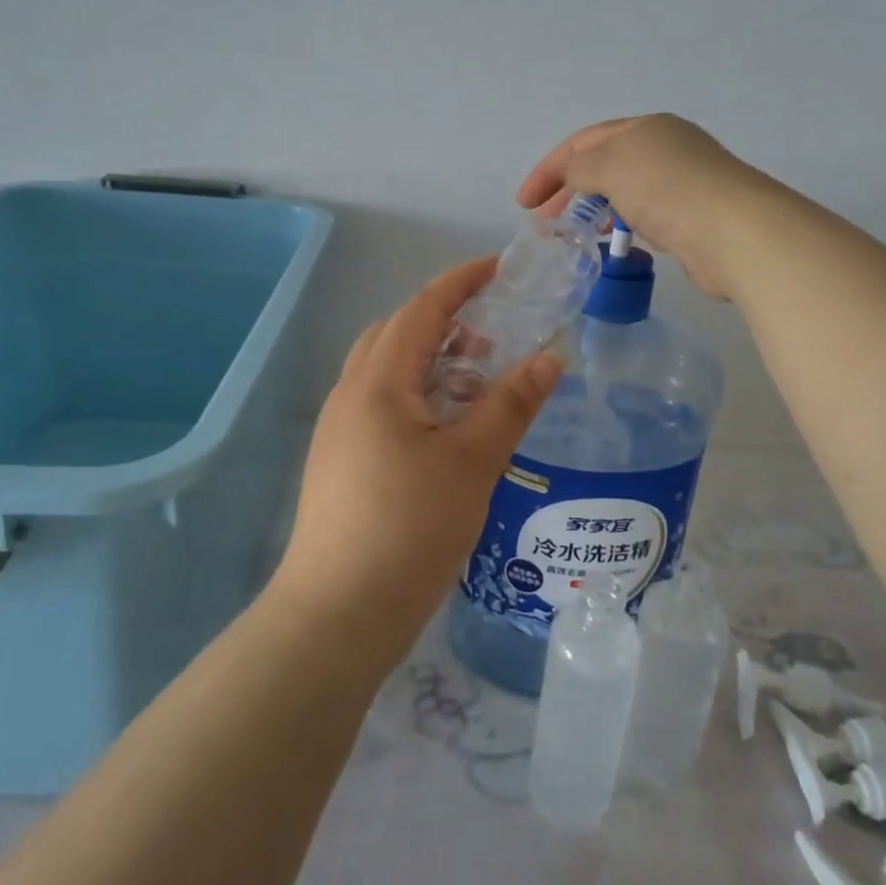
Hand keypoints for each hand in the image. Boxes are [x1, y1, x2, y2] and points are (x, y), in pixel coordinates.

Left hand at [272, 258, 563, 661]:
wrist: (335, 616)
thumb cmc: (408, 528)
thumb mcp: (473, 462)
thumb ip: (511, 404)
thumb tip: (550, 357)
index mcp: (379, 380)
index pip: (423, 308)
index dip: (462, 282)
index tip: (500, 269)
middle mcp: (351, 393)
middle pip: (398, 333)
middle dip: (446, 321)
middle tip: (494, 336)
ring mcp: (340, 428)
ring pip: (388, 371)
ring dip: (431, 361)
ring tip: (478, 383)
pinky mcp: (340, 460)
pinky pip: (382, 403)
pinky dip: (418, 395)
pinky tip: (448, 430)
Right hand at [517, 114, 781, 300]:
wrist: (734, 232)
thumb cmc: (666, 189)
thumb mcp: (610, 165)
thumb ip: (580, 167)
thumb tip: (573, 177)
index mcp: (645, 129)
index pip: (584, 142)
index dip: (549, 169)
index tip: (524, 203)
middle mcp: (665, 150)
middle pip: (604, 165)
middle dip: (569, 190)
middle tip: (545, 222)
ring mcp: (681, 184)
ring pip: (624, 193)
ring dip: (596, 210)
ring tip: (576, 234)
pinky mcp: (692, 218)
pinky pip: (645, 217)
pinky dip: (623, 226)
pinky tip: (617, 243)